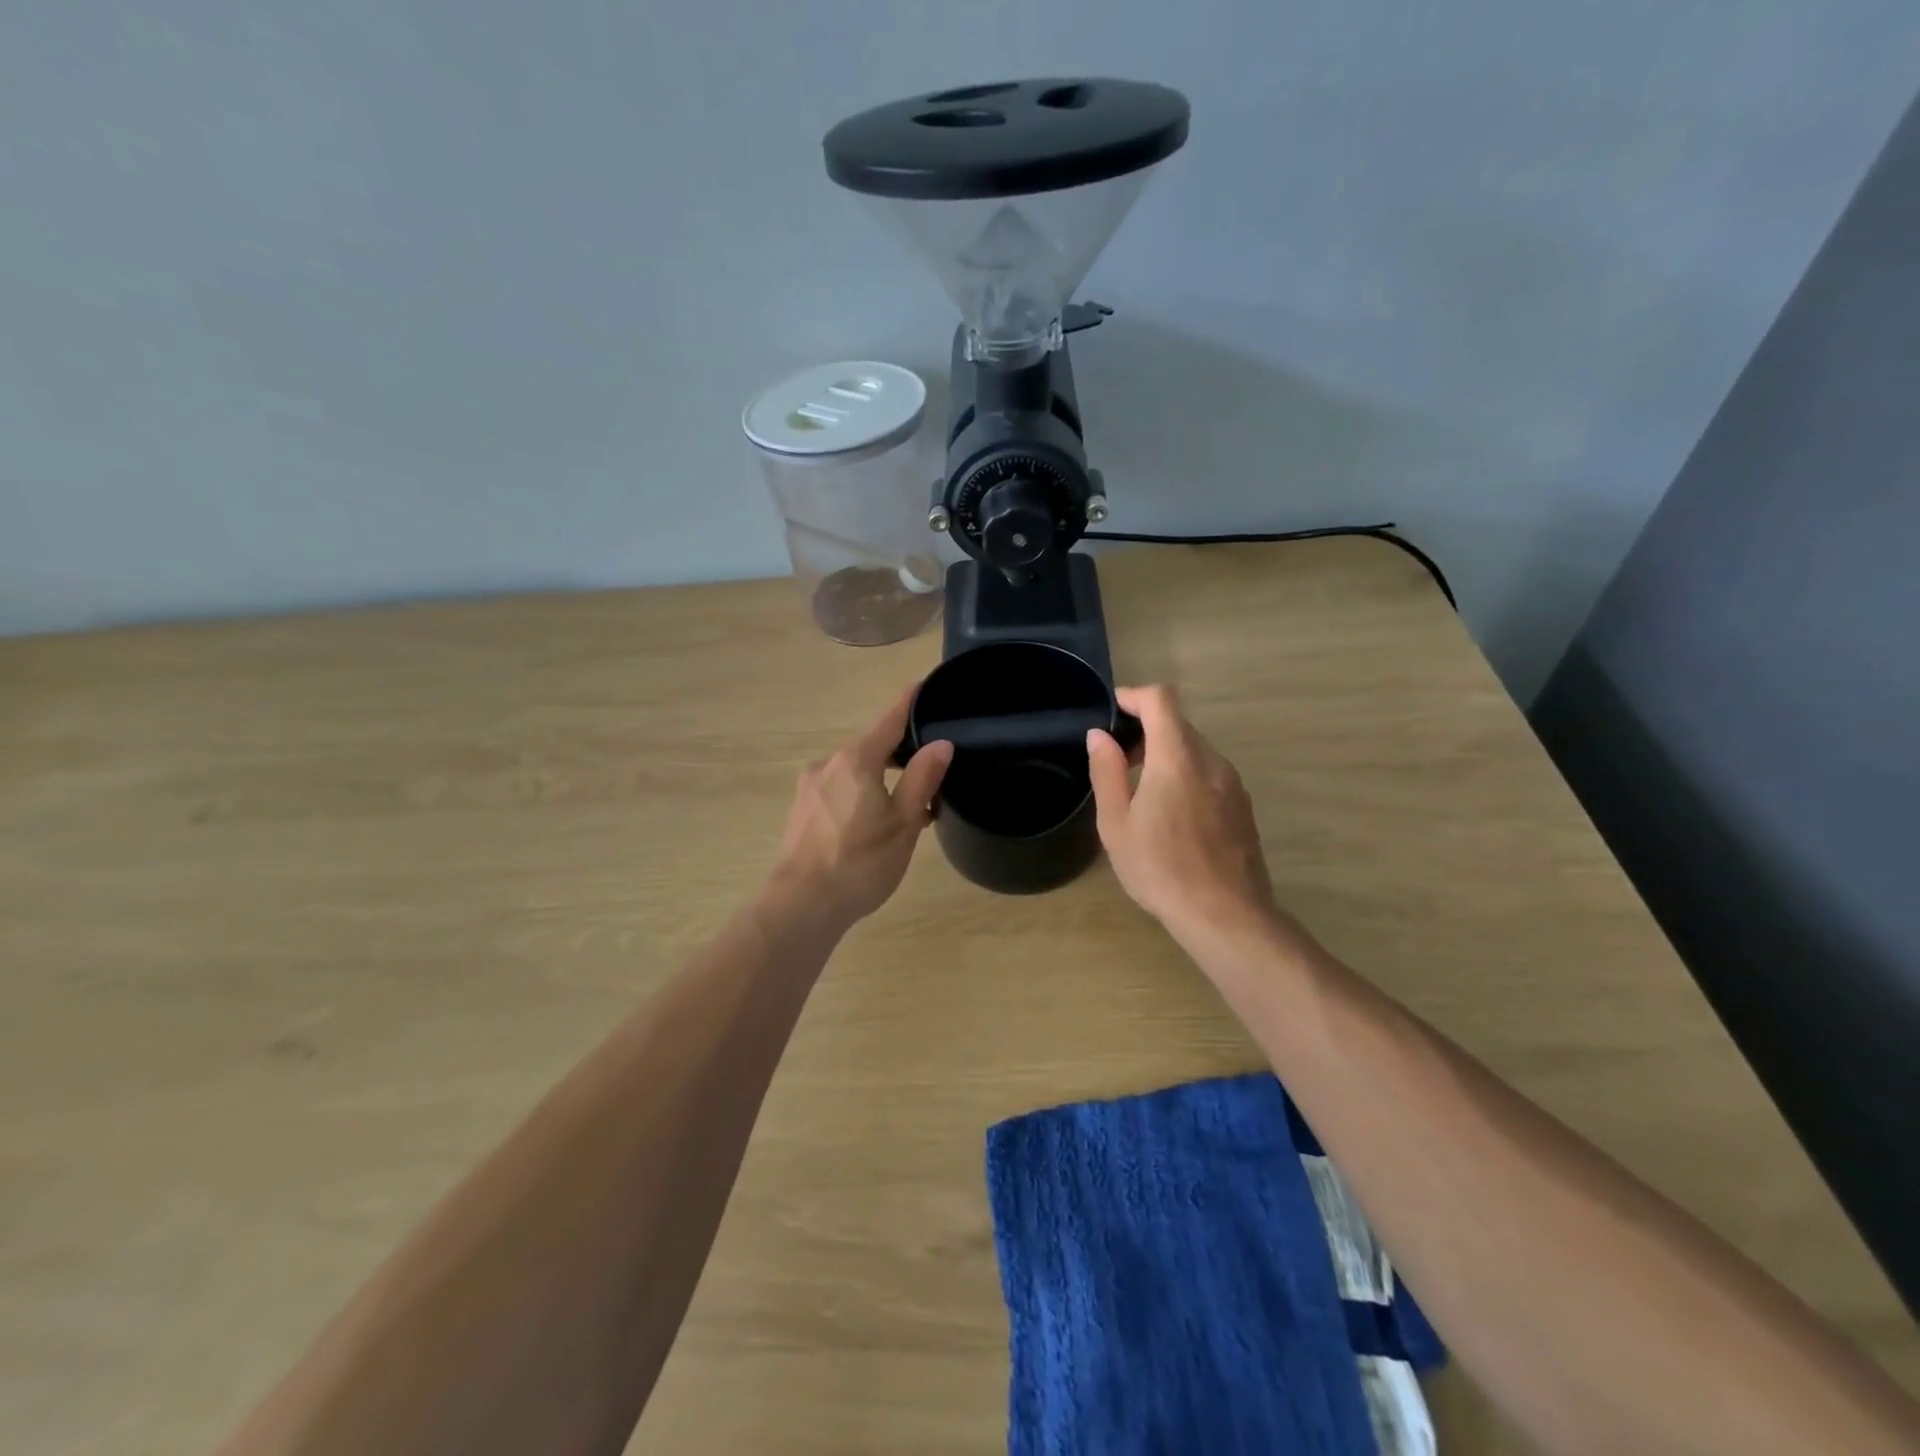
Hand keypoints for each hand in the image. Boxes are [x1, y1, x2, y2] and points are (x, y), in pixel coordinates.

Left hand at [769, 685, 952, 927]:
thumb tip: (942, 744)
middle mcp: (827, 764)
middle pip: (870, 747)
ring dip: (879, 781)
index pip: (888, 721)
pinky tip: (872, 825)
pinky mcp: (800, 811)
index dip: (907, 703)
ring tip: (905, 808)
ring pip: (854, 773)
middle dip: (899, 755)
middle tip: (929, 771)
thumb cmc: (860, 862)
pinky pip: (838, 791)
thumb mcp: (903, 822)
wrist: (801, 906)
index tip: (921, 684)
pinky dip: (860, 796)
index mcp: (855, 760)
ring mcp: (809, 788)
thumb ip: (923, 779)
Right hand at [1087, 685, 1285, 945]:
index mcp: (1177, 759)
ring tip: (1141, 791)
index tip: (1112, 710)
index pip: (1161, 700)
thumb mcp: (1117, 824)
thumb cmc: (1161, 869)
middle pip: (1178, 724)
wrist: (1225, 915)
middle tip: (1117, 759)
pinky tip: (1171, 814)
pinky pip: (1209, 773)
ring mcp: (1232, 784)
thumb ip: (1107, 772)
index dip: (1134, 696)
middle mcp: (1211, 761)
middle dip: (1146, 729)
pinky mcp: (1242, 806)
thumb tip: (1100, 736)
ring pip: (1195, 750)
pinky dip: (1186, 774)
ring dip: (1166, 754)